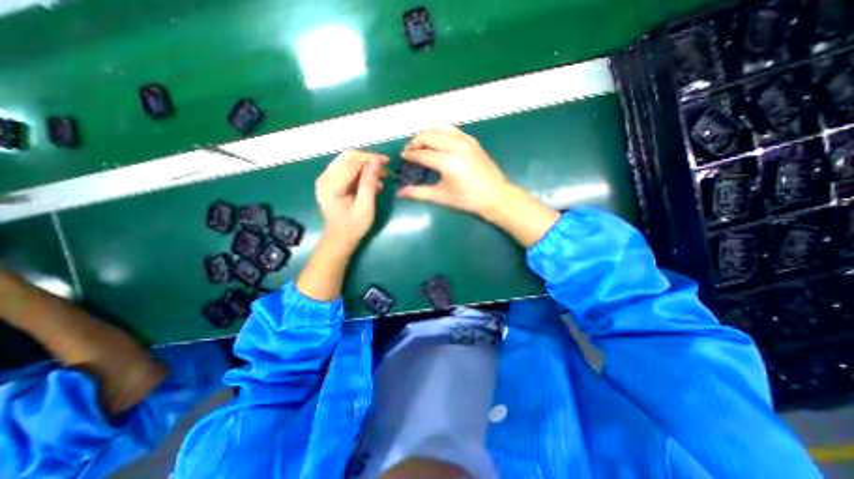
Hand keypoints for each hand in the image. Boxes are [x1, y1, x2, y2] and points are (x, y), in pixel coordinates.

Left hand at [314, 152, 389, 252]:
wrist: (339, 239)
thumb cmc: (353, 226)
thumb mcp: (365, 206)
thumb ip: (369, 182)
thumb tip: (375, 161)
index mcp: (331, 185)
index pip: (352, 162)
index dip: (370, 158)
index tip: (387, 161)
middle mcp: (324, 178)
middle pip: (347, 157)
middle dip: (367, 160)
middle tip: (384, 168)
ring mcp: (325, 179)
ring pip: (347, 161)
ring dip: (364, 166)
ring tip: (379, 178)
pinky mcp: (329, 182)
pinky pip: (345, 169)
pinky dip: (359, 173)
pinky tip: (370, 183)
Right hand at [396, 125, 509, 218]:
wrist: (495, 195)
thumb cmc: (467, 199)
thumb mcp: (441, 197)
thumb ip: (419, 193)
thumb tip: (400, 193)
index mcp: (447, 162)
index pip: (422, 154)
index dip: (410, 155)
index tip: (403, 157)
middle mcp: (455, 146)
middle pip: (428, 136)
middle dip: (415, 142)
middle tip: (409, 151)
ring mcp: (465, 140)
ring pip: (439, 128)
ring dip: (427, 134)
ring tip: (421, 144)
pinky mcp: (472, 140)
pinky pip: (451, 129)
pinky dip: (440, 132)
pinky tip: (437, 141)